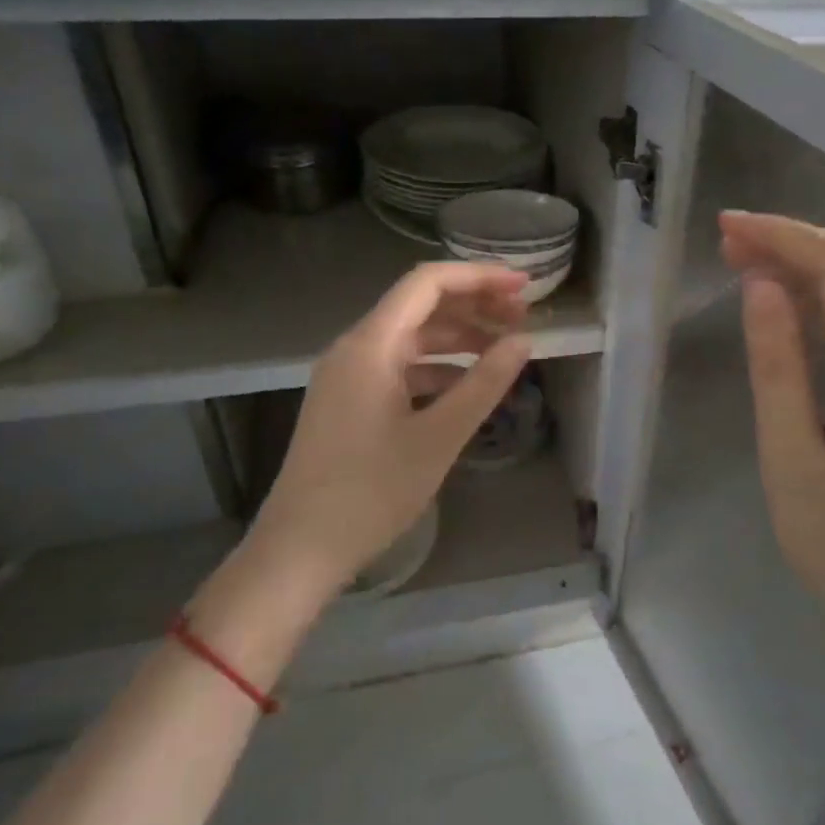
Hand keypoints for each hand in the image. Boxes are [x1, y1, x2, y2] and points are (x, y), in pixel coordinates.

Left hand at [243, 262, 532, 607]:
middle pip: (420, 306)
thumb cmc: (371, 491)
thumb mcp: (439, 437)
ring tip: (504, 350)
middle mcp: (355, 348)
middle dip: (473, 306)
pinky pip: (400, 367)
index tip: (524, 288)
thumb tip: (523, 342)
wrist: (300, 548)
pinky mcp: (349, 401)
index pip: (427, 283)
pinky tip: (467, 387)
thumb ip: (484, 383)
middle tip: (523, 319)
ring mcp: (348, 375)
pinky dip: (438, 368)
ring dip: (458, 338)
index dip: (479, 277)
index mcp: (370, 345)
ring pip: (411, 338)